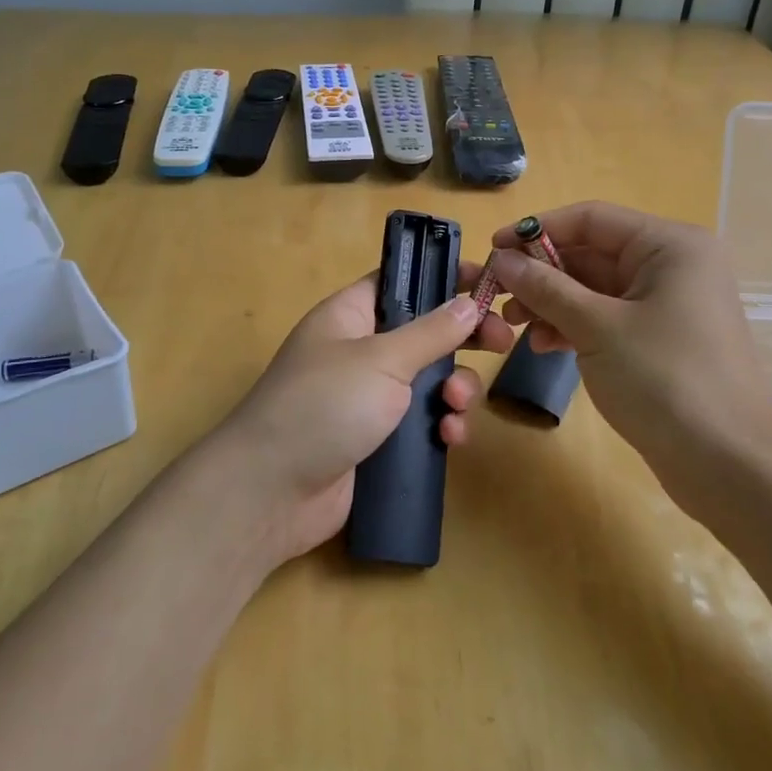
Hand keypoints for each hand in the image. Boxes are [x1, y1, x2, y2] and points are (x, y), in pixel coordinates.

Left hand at [197, 265, 515, 567]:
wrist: (270, 494)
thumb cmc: (322, 406)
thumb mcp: (381, 361)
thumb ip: (430, 332)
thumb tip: (468, 303)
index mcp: (351, 315)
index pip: (402, 280)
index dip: (442, 276)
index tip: (487, 282)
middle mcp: (361, 351)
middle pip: (424, 331)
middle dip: (463, 338)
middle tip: (502, 341)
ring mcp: (370, 397)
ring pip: (430, 380)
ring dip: (454, 388)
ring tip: (456, 404)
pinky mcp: (379, 440)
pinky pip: (423, 423)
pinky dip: (441, 425)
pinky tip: (450, 439)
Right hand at [487, 202, 771, 507]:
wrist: (729, 464)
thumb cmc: (665, 380)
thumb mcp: (597, 328)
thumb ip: (546, 288)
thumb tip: (502, 259)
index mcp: (668, 246)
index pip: (591, 219)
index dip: (538, 229)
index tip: (493, 249)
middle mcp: (671, 265)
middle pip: (591, 253)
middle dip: (541, 274)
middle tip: (497, 296)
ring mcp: (667, 304)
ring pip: (595, 289)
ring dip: (552, 303)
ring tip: (514, 327)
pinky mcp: (659, 339)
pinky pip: (606, 318)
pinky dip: (573, 326)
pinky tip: (542, 345)